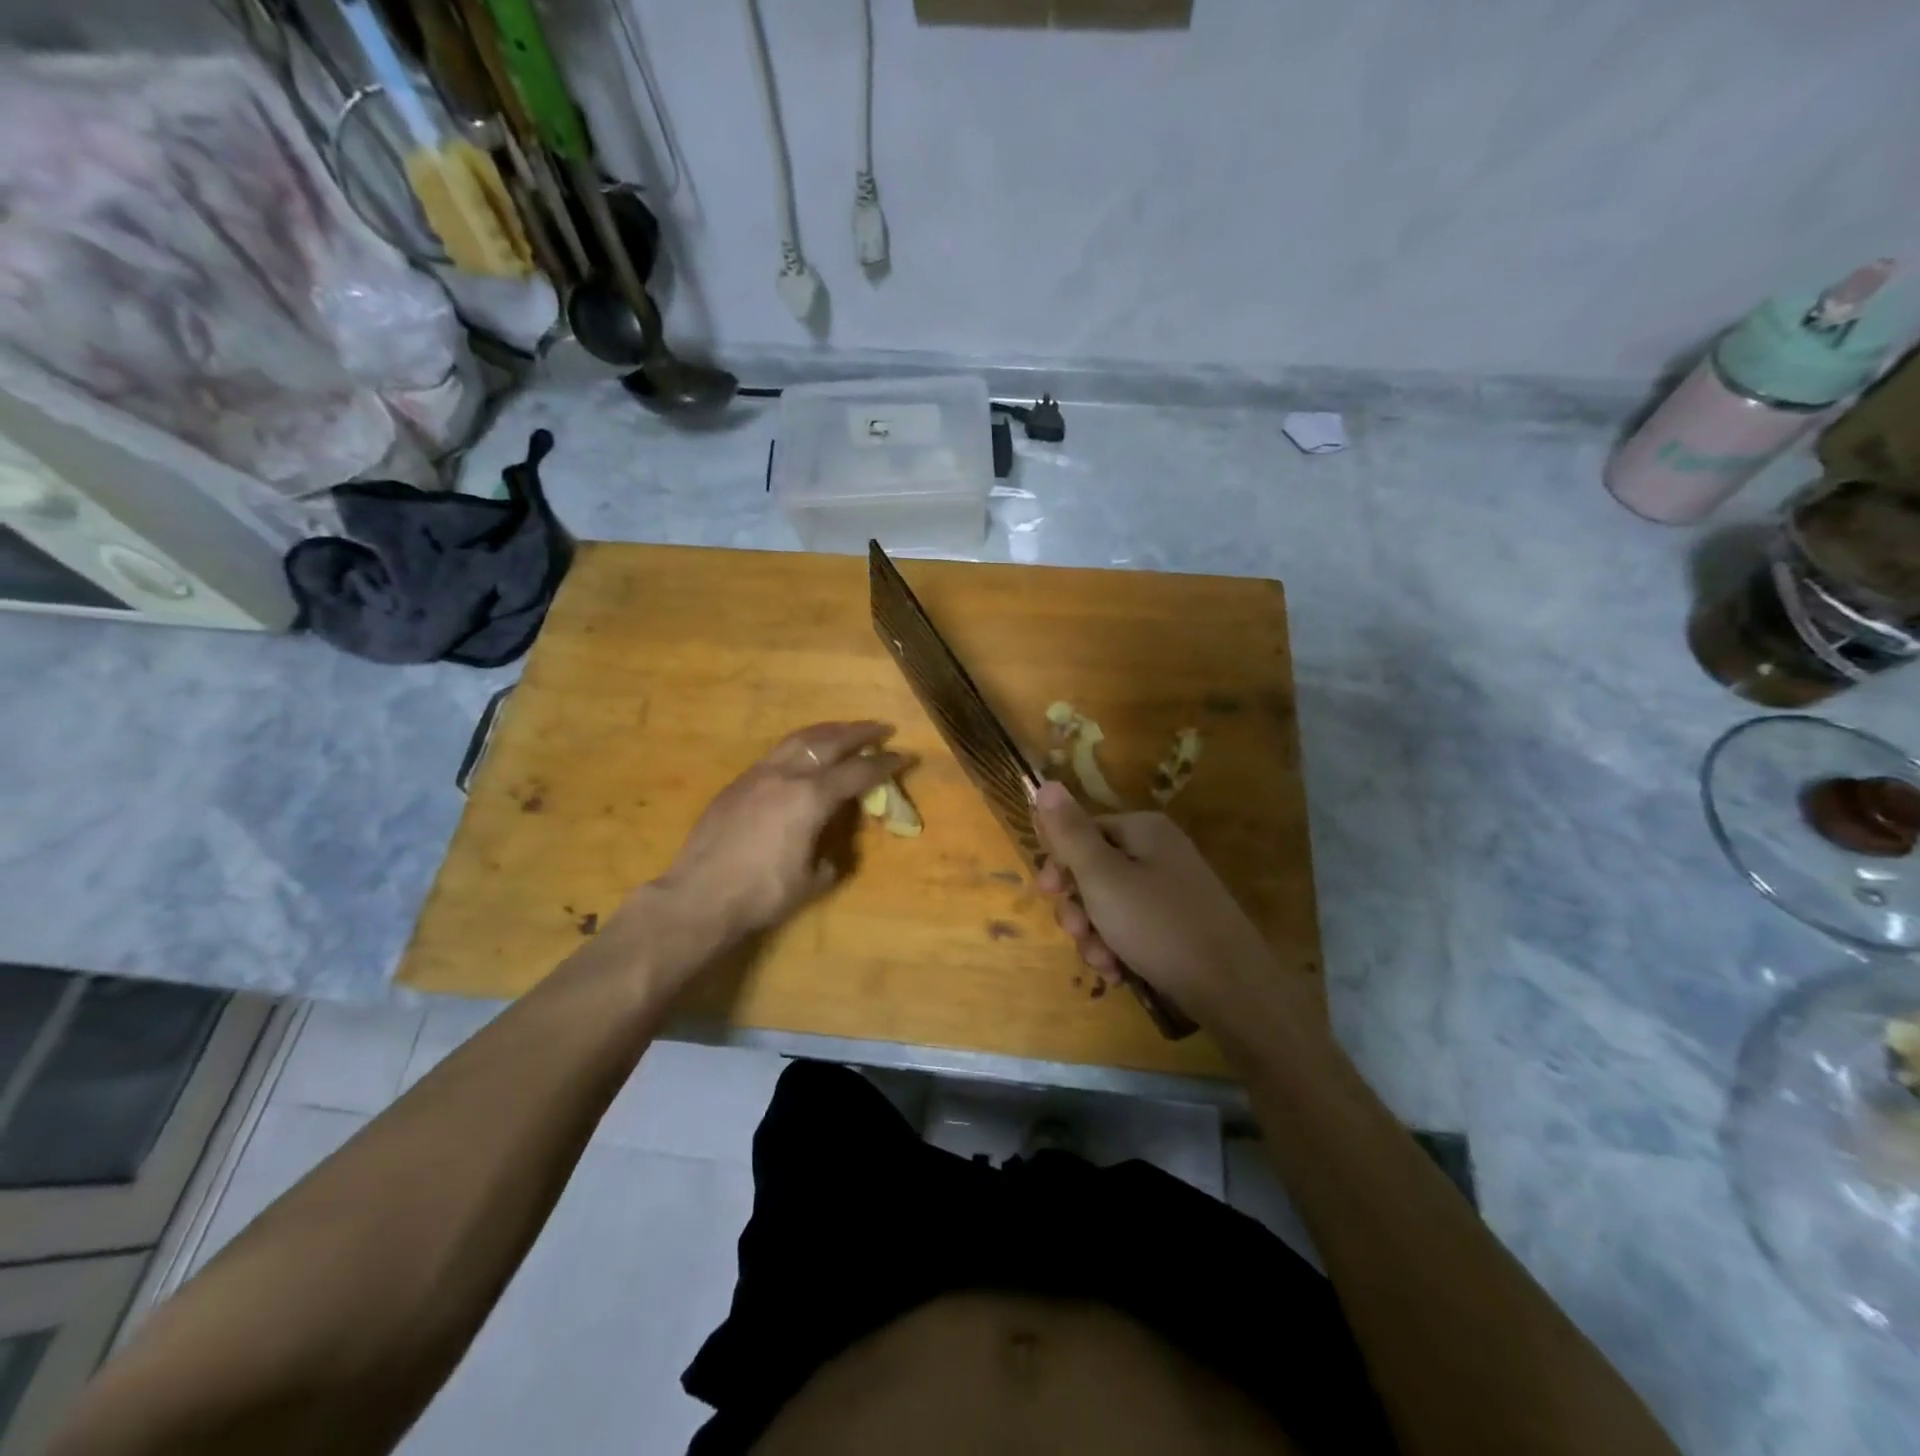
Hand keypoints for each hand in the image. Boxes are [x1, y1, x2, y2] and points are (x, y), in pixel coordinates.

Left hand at [646, 722, 908, 949]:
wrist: (699, 897)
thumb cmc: (762, 894)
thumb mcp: (812, 880)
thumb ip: (831, 857)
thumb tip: (833, 849)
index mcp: (811, 797)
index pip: (857, 773)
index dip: (884, 764)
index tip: (904, 756)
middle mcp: (786, 775)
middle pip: (829, 742)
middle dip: (859, 733)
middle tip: (881, 727)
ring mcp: (757, 775)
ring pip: (798, 739)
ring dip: (827, 731)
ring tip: (844, 729)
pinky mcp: (736, 784)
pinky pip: (776, 753)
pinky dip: (799, 746)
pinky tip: (803, 754)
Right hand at [1034, 781, 1303, 1028]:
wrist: (1232, 988)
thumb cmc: (1158, 925)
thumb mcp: (1102, 877)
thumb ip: (1070, 833)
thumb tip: (1047, 784)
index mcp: (1143, 830)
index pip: (1083, 831)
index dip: (1059, 862)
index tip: (1046, 893)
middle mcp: (1159, 852)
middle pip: (1094, 871)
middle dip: (1078, 907)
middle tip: (1076, 933)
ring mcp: (1171, 891)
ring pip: (1110, 905)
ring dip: (1095, 935)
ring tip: (1102, 963)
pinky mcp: (1178, 925)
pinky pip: (1133, 928)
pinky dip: (1119, 948)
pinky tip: (1119, 973)